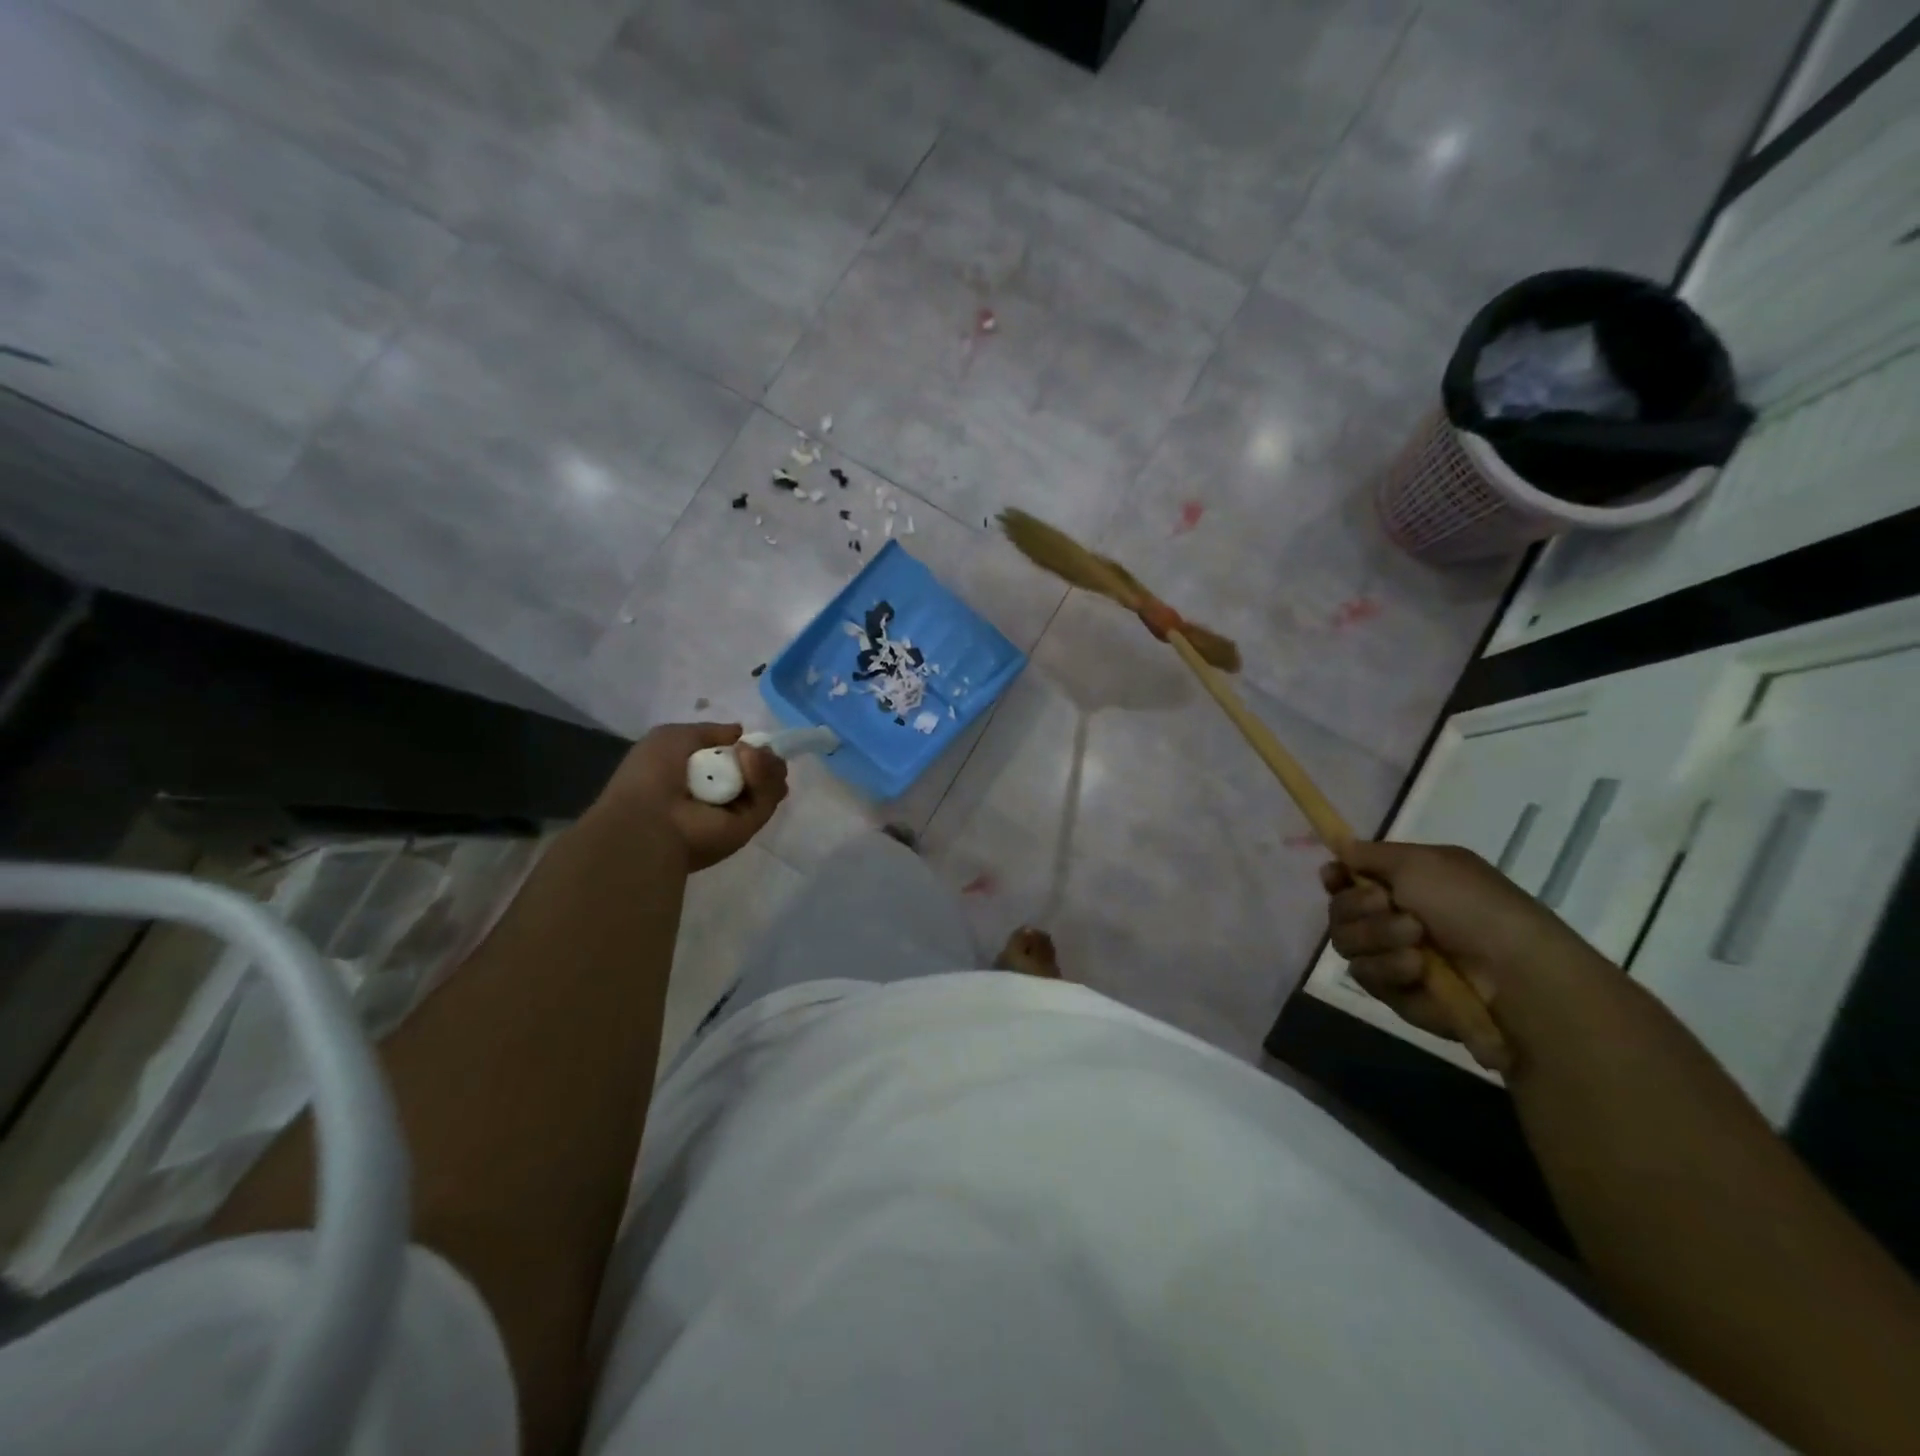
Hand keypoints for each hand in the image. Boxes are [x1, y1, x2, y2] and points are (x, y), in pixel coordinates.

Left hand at [597, 722, 788, 871]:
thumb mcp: (673, 736)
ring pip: (769, 781)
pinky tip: (749, 762)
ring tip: (748, 755)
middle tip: (755, 748)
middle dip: (763, 754)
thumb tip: (740, 733)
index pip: (737, 759)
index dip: (747, 746)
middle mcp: (721, 793)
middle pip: (759, 770)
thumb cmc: (652, 774)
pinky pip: (768, 796)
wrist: (649, 819)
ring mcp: (737, 811)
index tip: (749, 738)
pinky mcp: (751, 825)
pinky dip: (763, 776)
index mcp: (700, 775)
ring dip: (763, 763)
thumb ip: (710, 731)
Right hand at [1320, 841, 1601, 1066]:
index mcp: (1403, 884)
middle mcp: (1392, 918)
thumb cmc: (1471, 905)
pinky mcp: (1394, 993)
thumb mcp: (1422, 862)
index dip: (1335, 877)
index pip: (1347, 878)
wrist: (1513, 972)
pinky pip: (1365, 975)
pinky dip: (1388, 969)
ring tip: (1416, 942)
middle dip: (1358, 906)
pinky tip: (1417, 970)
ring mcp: (1391, 956)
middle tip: (1388, 905)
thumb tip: (1340, 847)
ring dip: (1376, 937)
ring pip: (1345, 942)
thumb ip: (1370, 853)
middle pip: (1339, 910)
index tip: (1334, 877)